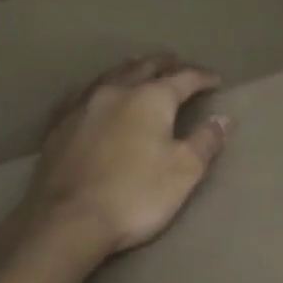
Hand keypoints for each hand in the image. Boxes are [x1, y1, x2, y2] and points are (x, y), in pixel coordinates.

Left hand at [22, 54, 233, 256]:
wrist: (68, 220)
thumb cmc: (135, 194)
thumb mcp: (184, 171)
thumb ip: (205, 141)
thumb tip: (223, 119)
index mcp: (151, 98)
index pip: (184, 78)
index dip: (202, 77)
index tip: (216, 80)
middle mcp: (116, 91)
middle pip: (145, 67)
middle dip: (165, 64)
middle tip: (178, 62)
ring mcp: (83, 106)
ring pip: (111, 75)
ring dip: (131, 68)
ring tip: (140, 65)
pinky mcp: (59, 126)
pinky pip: (82, 94)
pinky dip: (97, 87)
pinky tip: (94, 92)